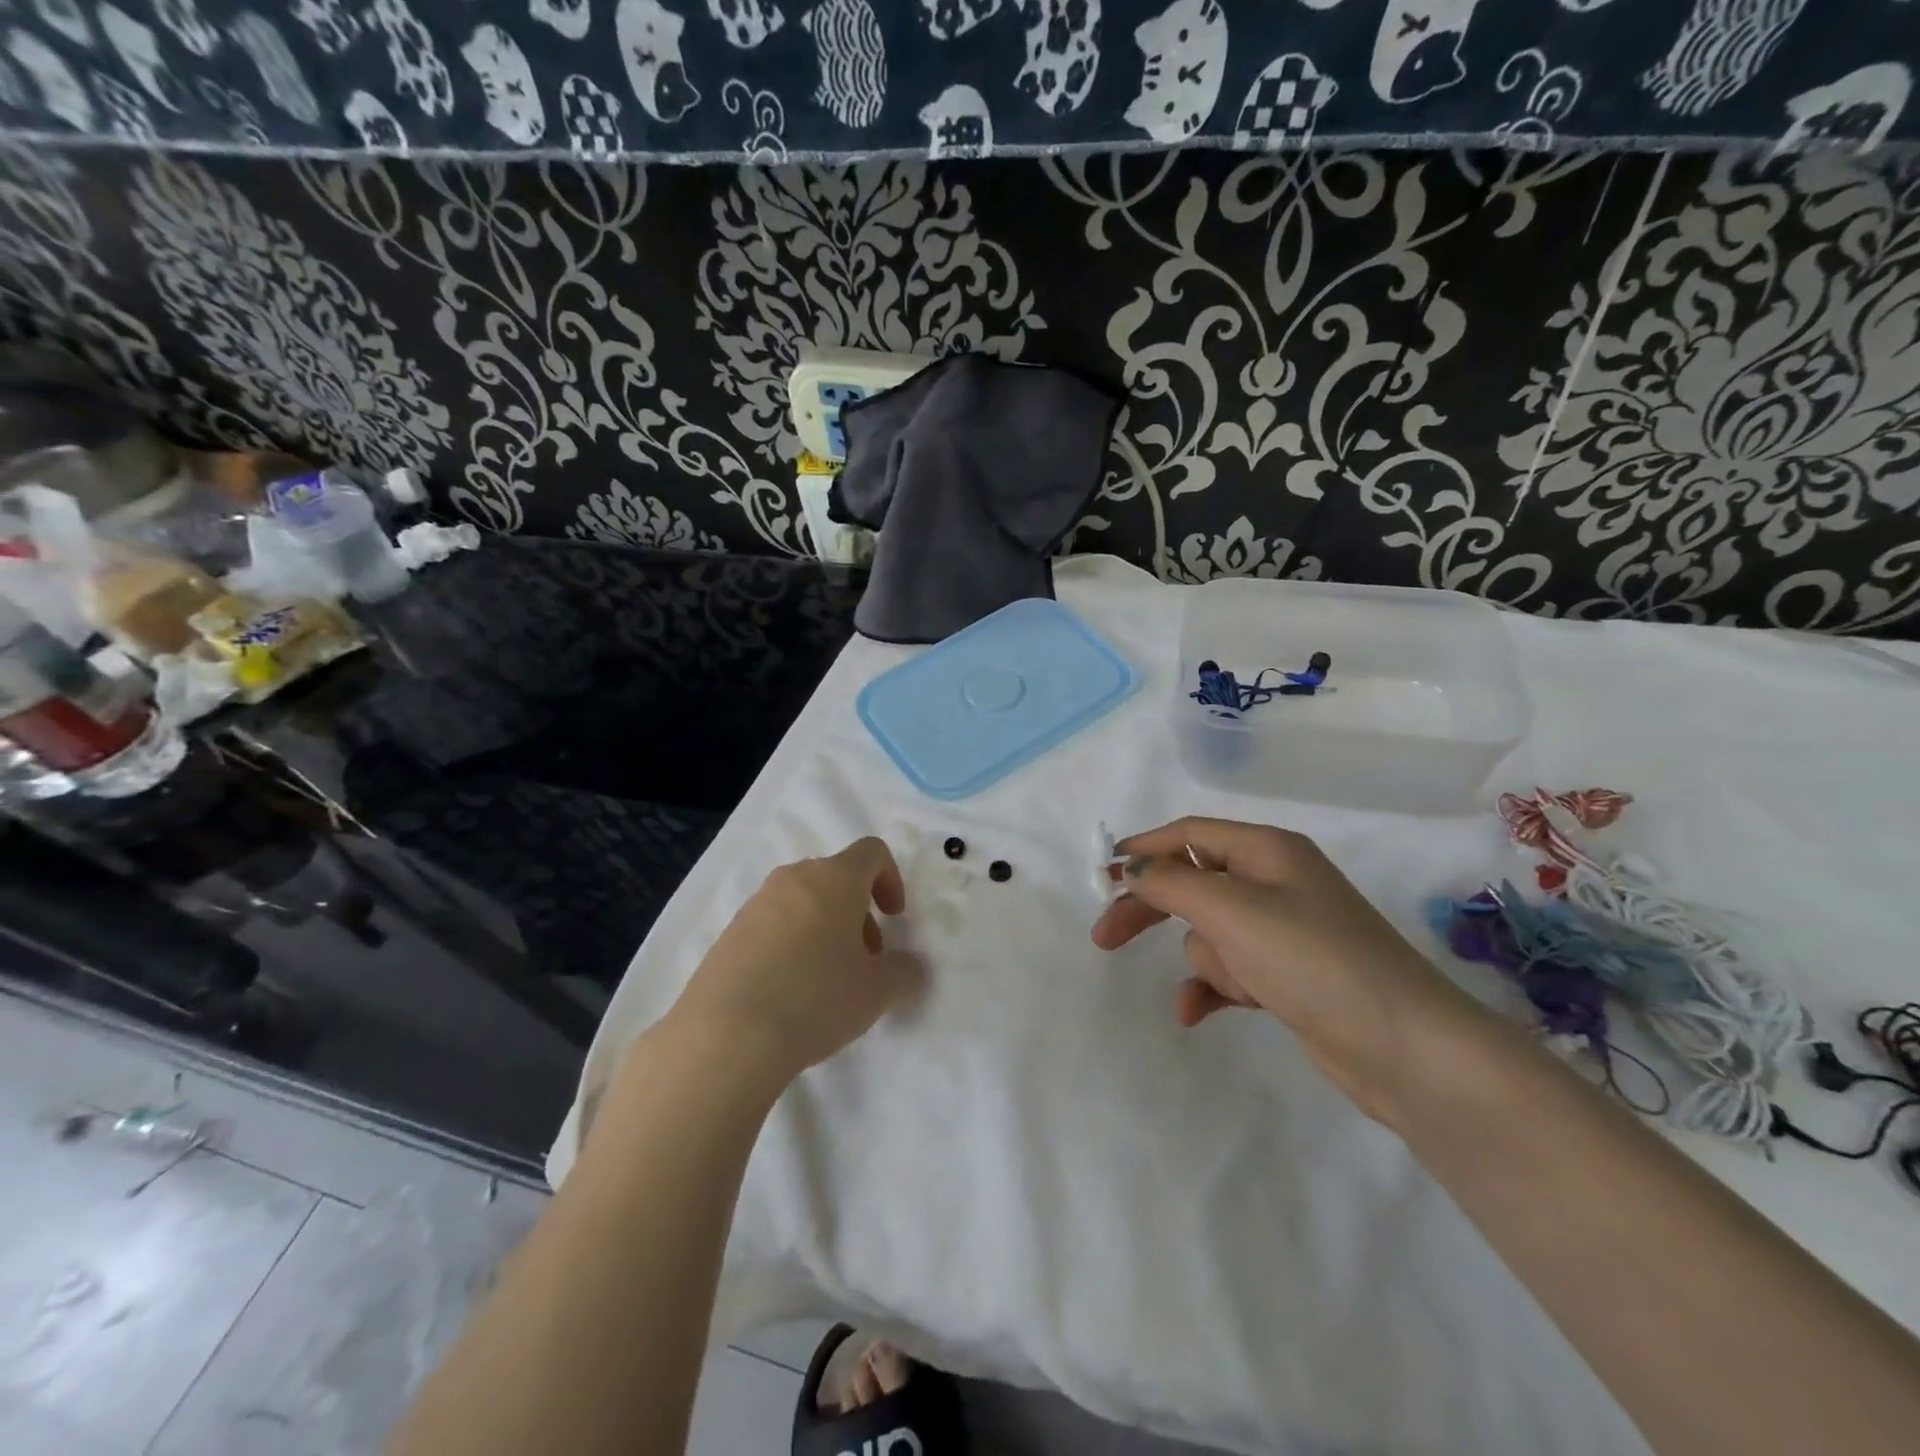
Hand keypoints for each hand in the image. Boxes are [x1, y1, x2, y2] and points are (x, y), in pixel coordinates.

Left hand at [671, 837, 923, 1086]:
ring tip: (826, 983)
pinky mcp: (728, 934)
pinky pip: (772, 927)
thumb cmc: (815, 999)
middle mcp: (792, 879)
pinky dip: (790, 946)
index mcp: (834, 878)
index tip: (894, 919)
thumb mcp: (878, 991)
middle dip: (857, 913)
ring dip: (824, 930)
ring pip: (803, 903)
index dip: (891, 880)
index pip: (871, 852)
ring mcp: (755, 905)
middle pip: (836, 878)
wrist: (726, 1036)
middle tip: (864, 960)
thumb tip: (908, 968)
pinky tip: (789, 994)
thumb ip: (904, 972)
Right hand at [1091, 817, 1486, 1126]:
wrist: (1405, 1048)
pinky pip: (1229, 972)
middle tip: (1104, 936)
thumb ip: (1172, 882)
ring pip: (1212, 934)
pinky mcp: (1287, 976)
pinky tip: (1193, 1014)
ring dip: (1211, 960)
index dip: (1143, 849)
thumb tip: (1134, 868)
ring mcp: (1284, 931)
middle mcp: (1275, 882)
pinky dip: (1212, 988)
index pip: (1189, 834)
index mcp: (1267, 851)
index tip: (1101, 874)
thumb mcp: (1232, 911)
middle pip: (1192, 883)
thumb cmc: (1313, 960)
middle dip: (1152, 910)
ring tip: (1241, 985)